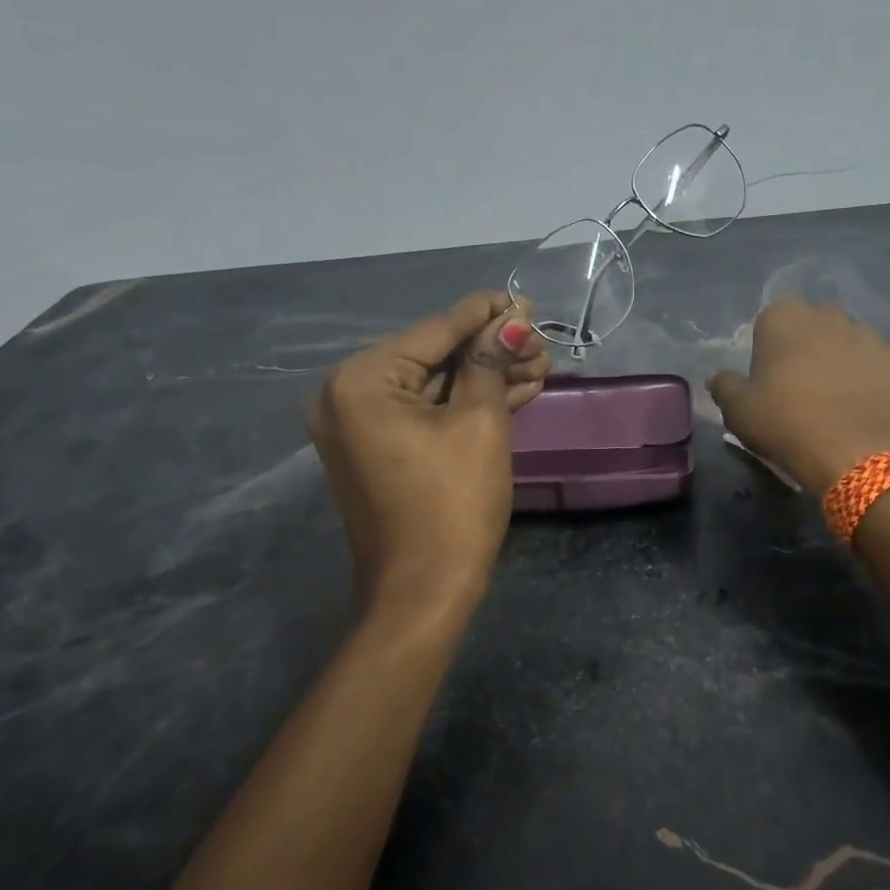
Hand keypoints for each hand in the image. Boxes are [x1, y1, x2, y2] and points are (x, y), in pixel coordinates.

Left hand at [306, 292, 549, 615]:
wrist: (424, 592)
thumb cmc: (452, 503)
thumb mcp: (480, 423)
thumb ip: (491, 363)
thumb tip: (511, 320)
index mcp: (362, 381)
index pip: (434, 331)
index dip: (483, 314)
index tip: (521, 298)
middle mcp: (348, 396)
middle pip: (434, 357)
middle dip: (491, 350)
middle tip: (541, 343)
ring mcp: (361, 427)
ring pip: (434, 387)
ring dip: (485, 378)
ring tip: (539, 366)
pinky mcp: (379, 452)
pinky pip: (426, 415)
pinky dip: (466, 405)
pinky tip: (515, 391)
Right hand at [708, 299, 889, 493]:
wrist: (853, 450)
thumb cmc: (784, 422)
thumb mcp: (738, 410)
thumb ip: (725, 386)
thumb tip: (719, 378)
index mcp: (784, 316)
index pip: (770, 322)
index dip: (770, 350)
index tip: (769, 380)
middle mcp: (828, 314)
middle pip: (813, 328)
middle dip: (808, 349)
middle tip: (801, 389)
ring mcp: (869, 335)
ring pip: (849, 344)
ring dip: (841, 363)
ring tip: (837, 402)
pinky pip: (878, 367)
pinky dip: (872, 381)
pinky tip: (864, 408)